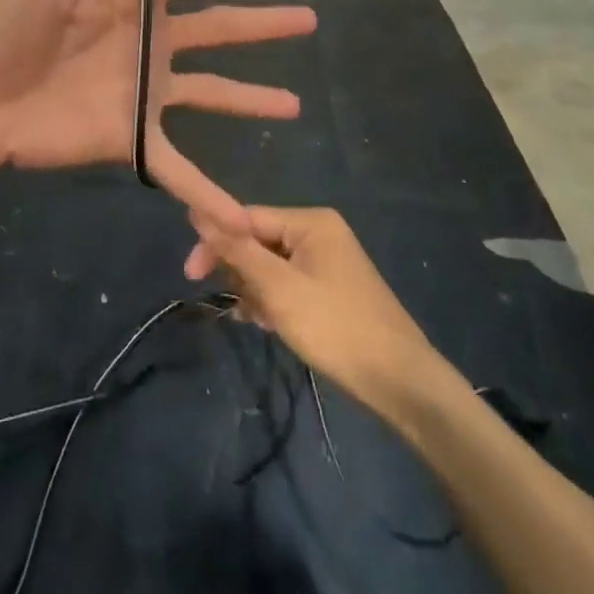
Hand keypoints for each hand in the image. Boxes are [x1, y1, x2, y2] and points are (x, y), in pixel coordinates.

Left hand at [0, 0, 315, 229]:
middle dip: (263, 22)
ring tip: (294, 104)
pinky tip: (245, 221)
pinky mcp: (132, 135)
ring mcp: (144, 89)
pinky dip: (211, 195)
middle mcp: (148, 36)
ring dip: (253, 98)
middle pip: (220, 24)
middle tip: (309, 18)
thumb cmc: (2, 21)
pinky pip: (180, 168)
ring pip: (214, 91)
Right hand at [186, 206, 439, 420]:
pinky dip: (274, 301)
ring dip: (256, 290)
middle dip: (241, 272)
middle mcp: (319, 232)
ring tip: (257, 320)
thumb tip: (197, 211)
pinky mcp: (332, 288)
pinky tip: (268, 324)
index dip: (216, 242)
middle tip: (235, 306)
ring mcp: (328, 261)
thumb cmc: (336, 327)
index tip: (190, 274)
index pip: (247, 217)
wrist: (402, 382)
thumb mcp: (278, 289)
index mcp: (310, 221)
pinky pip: (289, 283)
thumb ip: (237, 250)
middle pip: (259, 240)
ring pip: (272, 266)